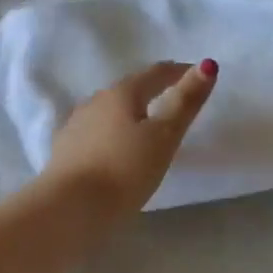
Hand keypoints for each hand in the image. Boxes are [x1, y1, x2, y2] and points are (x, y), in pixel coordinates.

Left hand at [39, 60, 218, 219]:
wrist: (69, 208)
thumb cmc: (124, 170)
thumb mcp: (164, 137)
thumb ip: (185, 102)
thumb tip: (208, 64)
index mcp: (121, 93)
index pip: (155, 73)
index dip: (178, 71)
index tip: (196, 74)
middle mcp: (95, 101)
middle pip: (129, 89)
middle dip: (152, 91)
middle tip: (173, 100)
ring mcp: (75, 126)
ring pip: (109, 111)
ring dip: (129, 113)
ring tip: (146, 128)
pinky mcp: (65, 151)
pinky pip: (95, 133)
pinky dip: (112, 134)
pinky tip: (115, 149)